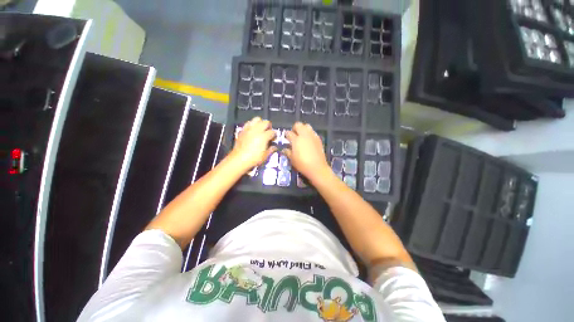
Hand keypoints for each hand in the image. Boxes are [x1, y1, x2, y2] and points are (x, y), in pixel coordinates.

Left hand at [230, 117, 276, 171]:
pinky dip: (252, 125)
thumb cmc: (254, 158)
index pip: (272, 132)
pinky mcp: (243, 130)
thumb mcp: (265, 156)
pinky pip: (248, 123)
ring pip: (257, 119)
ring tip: (260, 129)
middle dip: (269, 126)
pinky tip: (252, 130)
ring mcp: (249, 129)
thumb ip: (271, 150)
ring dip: (260, 123)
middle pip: (266, 122)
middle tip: (268, 133)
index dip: (274, 135)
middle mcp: (257, 130)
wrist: (239, 159)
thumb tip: (275, 147)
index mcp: (264, 136)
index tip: (273, 139)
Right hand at [283, 122, 329, 180]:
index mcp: (296, 140)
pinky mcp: (318, 139)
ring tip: (301, 136)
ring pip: (307, 126)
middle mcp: (304, 135)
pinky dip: (309, 133)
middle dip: (294, 128)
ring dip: (303, 129)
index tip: (286, 137)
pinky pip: (312, 132)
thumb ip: (287, 152)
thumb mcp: (292, 159)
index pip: (289, 133)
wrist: (317, 168)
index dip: (286, 135)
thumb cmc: (302, 164)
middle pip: (298, 125)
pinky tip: (308, 141)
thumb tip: (284, 149)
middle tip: (294, 135)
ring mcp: (312, 136)